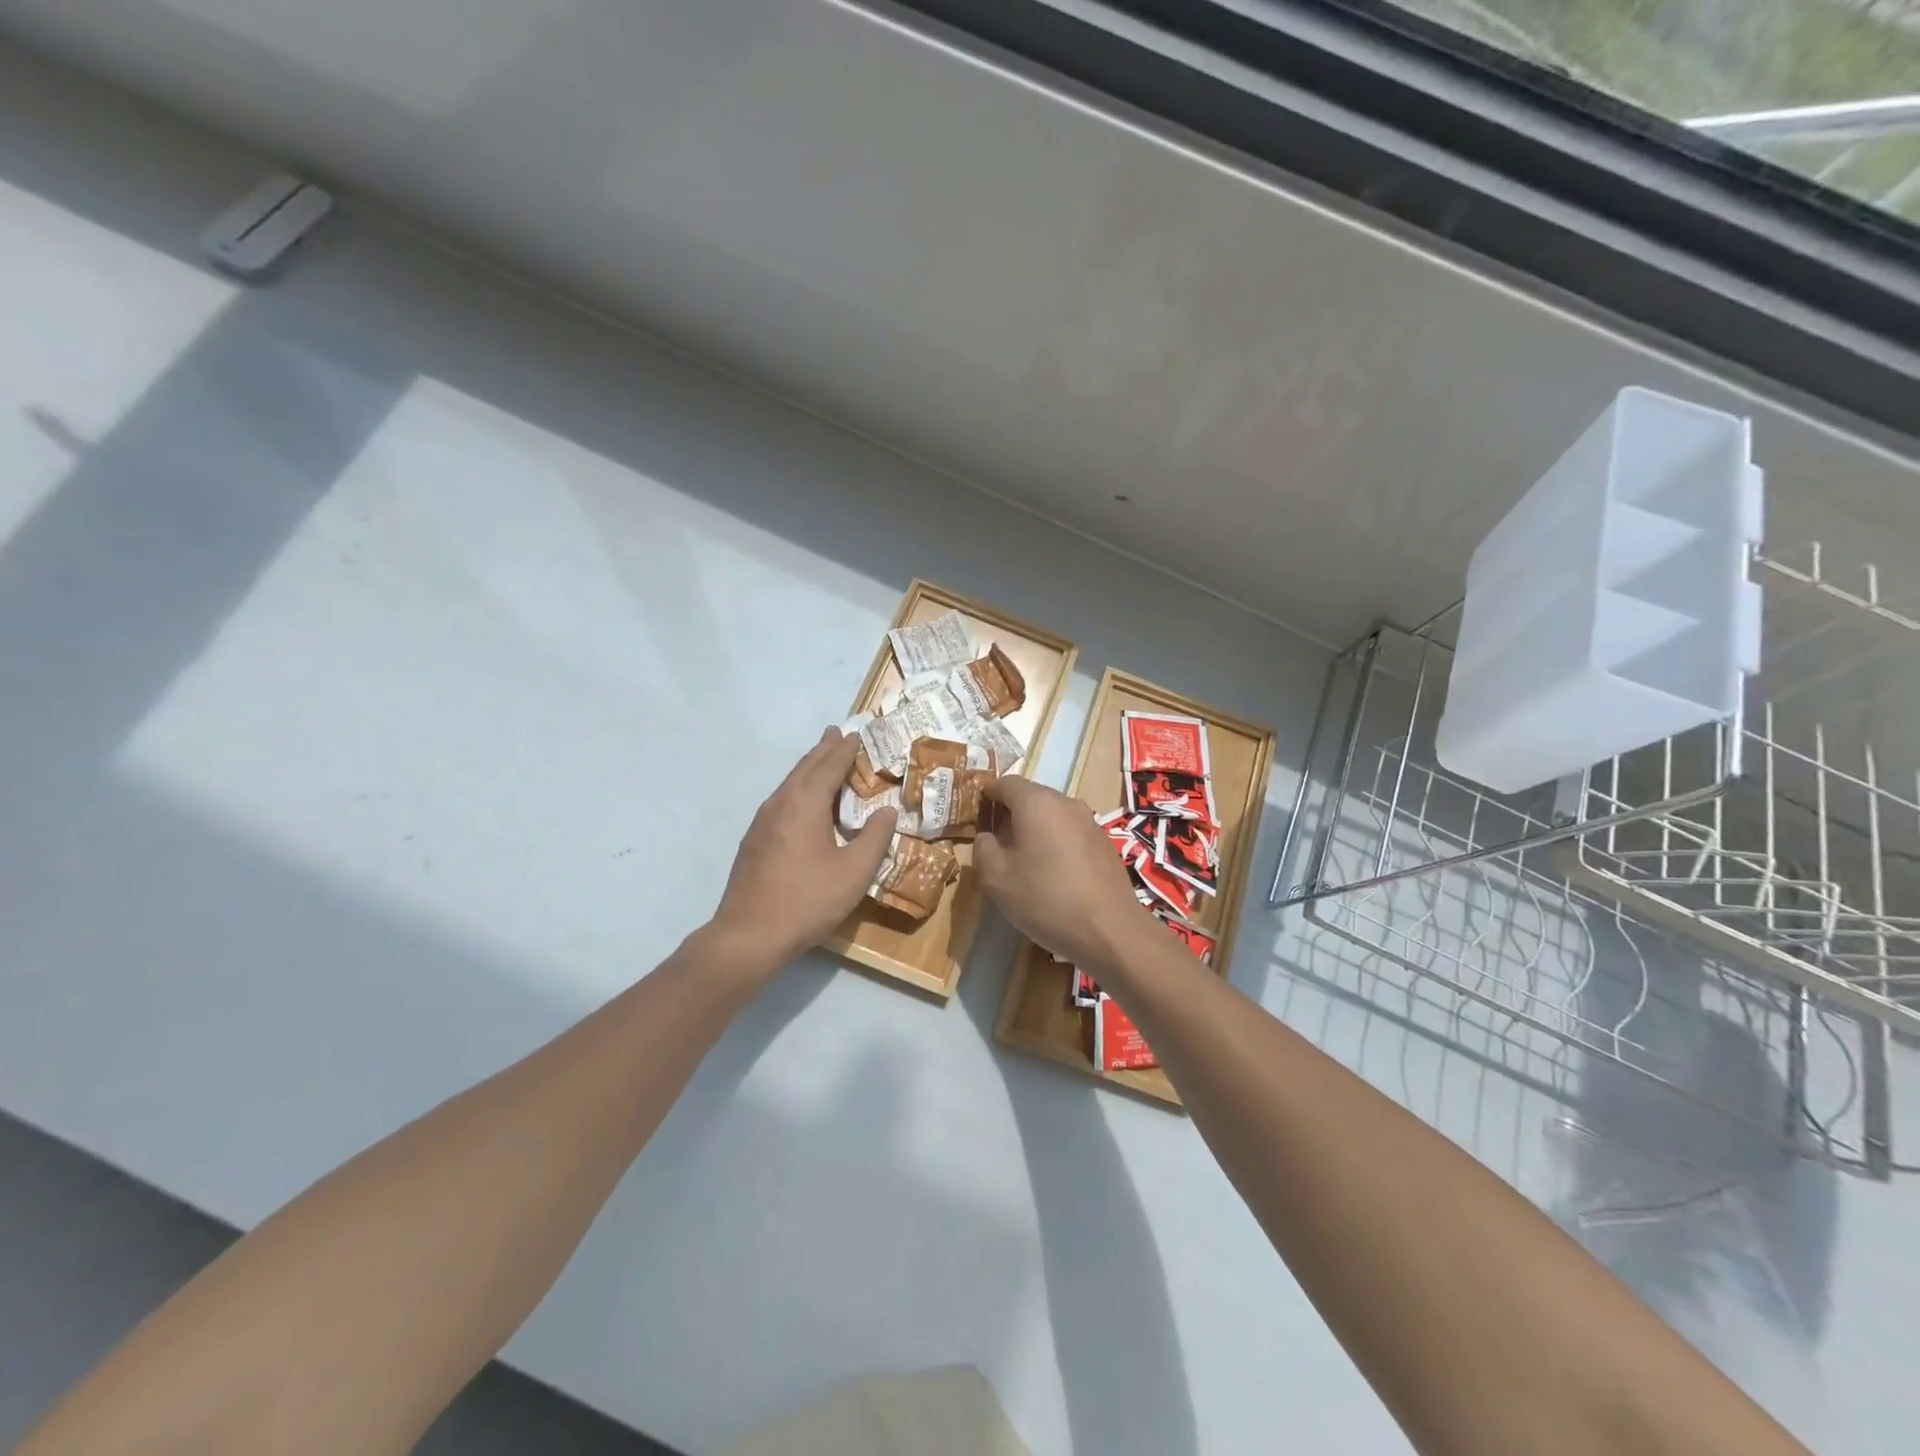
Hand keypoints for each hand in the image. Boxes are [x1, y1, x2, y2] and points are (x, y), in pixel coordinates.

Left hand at [709, 727, 896, 974]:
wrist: (748, 935)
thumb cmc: (807, 900)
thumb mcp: (854, 872)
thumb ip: (875, 838)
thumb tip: (888, 811)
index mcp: (805, 803)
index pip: (829, 765)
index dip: (845, 749)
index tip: (858, 734)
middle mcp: (780, 803)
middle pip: (805, 767)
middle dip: (823, 749)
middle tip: (837, 732)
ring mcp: (762, 821)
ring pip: (790, 783)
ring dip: (809, 768)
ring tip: (822, 758)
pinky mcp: (754, 840)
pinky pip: (781, 800)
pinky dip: (798, 788)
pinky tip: (803, 803)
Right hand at [975, 776, 1156, 969]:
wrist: (1109, 930)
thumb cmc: (1045, 898)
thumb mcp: (996, 877)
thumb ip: (983, 848)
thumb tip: (987, 836)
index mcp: (1036, 802)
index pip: (1005, 783)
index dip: (988, 796)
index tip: (977, 816)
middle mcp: (1066, 802)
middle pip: (1031, 797)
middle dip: (1011, 815)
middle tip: (997, 845)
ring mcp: (1090, 822)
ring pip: (1053, 816)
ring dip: (1036, 831)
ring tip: (1026, 863)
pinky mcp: (1105, 843)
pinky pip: (1071, 834)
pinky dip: (1057, 845)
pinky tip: (1055, 876)